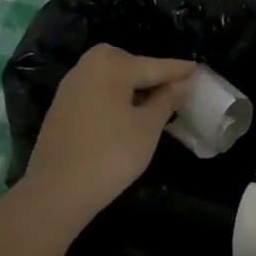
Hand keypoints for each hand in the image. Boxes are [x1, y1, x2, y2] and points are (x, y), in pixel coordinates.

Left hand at [20, 45, 194, 229]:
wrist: (57, 190)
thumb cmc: (110, 154)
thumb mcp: (147, 128)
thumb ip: (166, 100)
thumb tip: (181, 84)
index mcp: (111, 64)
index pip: (154, 66)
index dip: (178, 71)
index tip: (198, 69)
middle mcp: (87, 66)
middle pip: (130, 67)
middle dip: (152, 76)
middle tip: (176, 90)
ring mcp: (70, 86)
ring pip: (112, 80)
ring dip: (133, 88)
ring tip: (155, 104)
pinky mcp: (61, 107)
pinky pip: (97, 93)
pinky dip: (115, 98)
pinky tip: (126, 115)